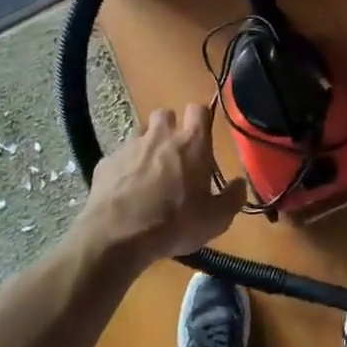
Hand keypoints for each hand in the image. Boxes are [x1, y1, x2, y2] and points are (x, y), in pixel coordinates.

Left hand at [75, 104, 246, 267]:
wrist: (117, 236)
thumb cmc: (174, 223)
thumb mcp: (215, 219)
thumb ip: (232, 198)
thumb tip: (240, 184)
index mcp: (192, 144)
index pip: (199, 110)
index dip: (200, 118)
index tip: (201, 134)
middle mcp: (161, 136)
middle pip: (165, 113)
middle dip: (170, 127)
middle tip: (174, 153)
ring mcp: (129, 147)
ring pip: (139, 133)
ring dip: (146, 146)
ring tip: (148, 172)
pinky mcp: (105, 163)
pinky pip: (117, 158)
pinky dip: (123, 168)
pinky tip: (124, 191)